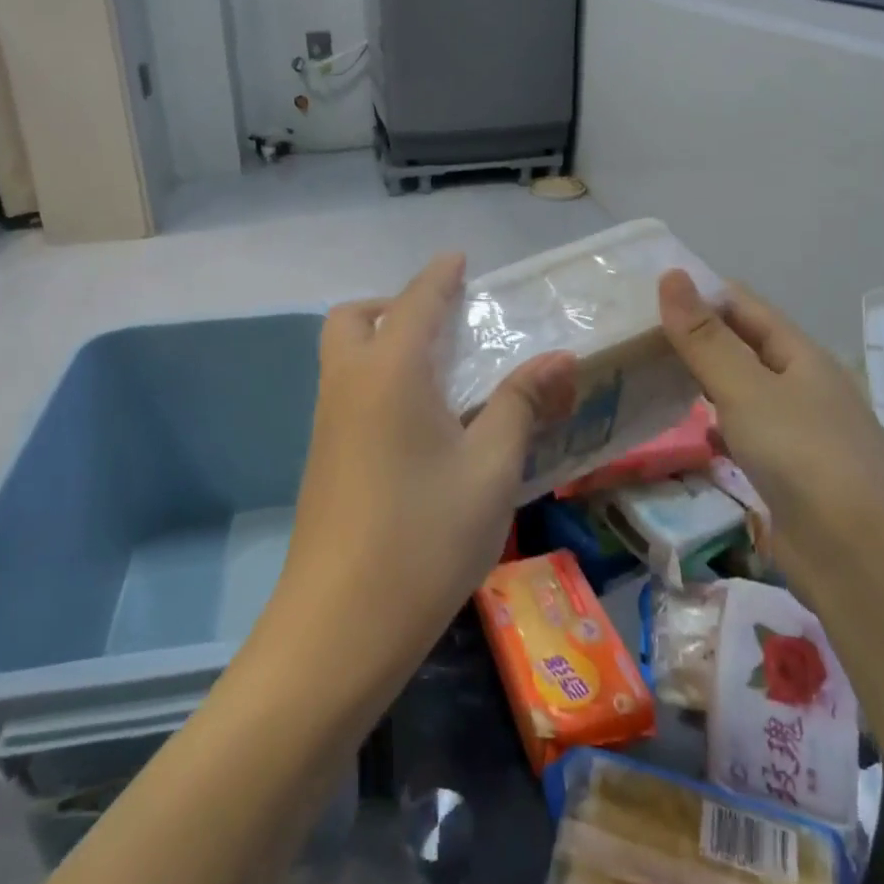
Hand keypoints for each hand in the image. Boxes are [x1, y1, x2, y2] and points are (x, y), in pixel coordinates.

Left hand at [275, 253, 578, 671]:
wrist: (340, 626)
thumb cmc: (425, 537)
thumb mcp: (490, 468)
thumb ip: (522, 403)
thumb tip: (560, 357)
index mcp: (390, 371)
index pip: (417, 301)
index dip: (440, 275)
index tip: (459, 258)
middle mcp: (348, 383)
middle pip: (357, 318)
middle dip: (396, 305)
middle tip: (444, 324)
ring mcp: (328, 422)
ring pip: (346, 355)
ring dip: (383, 341)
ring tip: (440, 370)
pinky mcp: (323, 457)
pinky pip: (347, 390)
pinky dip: (377, 378)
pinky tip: (419, 421)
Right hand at [657, 270, 883, 583]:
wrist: (862, 560)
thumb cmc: (804, 457)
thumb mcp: (747, 389)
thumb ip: (705, 338)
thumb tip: (670, 275)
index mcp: (800, 355)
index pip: (743, 305)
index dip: (698, 292)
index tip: (643, 291)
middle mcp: (801, 386)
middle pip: (741, 345)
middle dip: (693, 335)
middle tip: (631, 331)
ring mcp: (796, 431)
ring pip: (740, 390)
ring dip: (701, 378)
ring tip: (646, 371)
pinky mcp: (786, 473)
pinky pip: (743, 432)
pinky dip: (714, 423)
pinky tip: (688, 429)